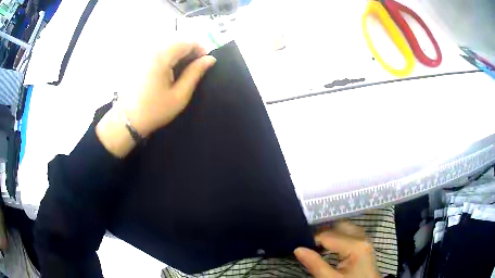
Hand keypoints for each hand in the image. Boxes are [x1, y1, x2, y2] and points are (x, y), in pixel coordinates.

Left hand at [96, 42, 214, 157]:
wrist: (127, 120)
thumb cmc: (155, 110)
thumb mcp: (180, 95)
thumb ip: (195, 73)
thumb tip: (210, 59)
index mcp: (161, 56)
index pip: (186, 41)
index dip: (200, 48)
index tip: (205, 60)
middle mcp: (150, 48)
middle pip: (176, 38)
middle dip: (189, 47)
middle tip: (195, 63)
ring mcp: (141, 52)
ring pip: (166, 41)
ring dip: (178, 49)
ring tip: (182, 64)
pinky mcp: (136, 57)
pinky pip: (155, 46)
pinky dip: (166, 52)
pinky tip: (167, 65)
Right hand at [294, 222, 380, 277]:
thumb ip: (315, 264)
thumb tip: (297, 249)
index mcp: (355, 245)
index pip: (328, 235)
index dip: (311, 239)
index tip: (299, 246)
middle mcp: (362, 237)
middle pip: (339, 225)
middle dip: (322, 232)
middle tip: (307, 242)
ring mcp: (365, 239)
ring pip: (345, 227)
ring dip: (330, 233)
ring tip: (316, 243)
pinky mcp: (364, 244)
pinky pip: (350, 233)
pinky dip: (338, 235)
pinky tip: (329, 245)